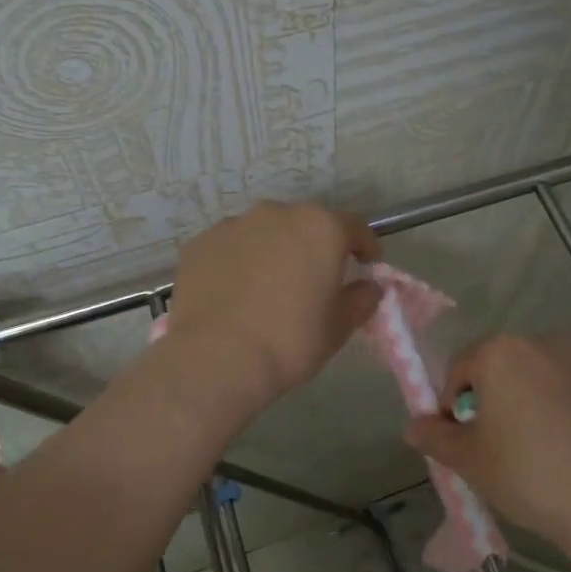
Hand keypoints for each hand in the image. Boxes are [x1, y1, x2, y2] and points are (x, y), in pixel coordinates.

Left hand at [167, 201, 383, 412]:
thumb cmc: (290, 340)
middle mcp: (278, 213)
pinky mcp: (200, 243)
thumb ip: (362, 299)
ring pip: (266, 233)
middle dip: (315, 246)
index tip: (368, 264)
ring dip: (275, 251)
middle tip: (315, 279)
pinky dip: (239, 262)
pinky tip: (236, 293)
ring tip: (270, 287)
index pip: (355, 227)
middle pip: (306, 224)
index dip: (365, 245)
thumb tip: (369, 287)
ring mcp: (235, 225)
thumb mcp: (340, 326)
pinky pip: (232, 247)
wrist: (217, 358)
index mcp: (321, 228)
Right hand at [404, 334, 570, 554]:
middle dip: (500, 399)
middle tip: (501, 446)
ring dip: (543, 403)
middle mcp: (549, 345)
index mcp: (504, 352)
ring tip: (548, 452)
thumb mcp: (469, 461)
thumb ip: (435, 438)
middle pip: (509, 368)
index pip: (461, 367)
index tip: (461, 438)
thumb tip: (413, 427)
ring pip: (553, 380)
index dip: (453, 403)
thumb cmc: (527, 473)